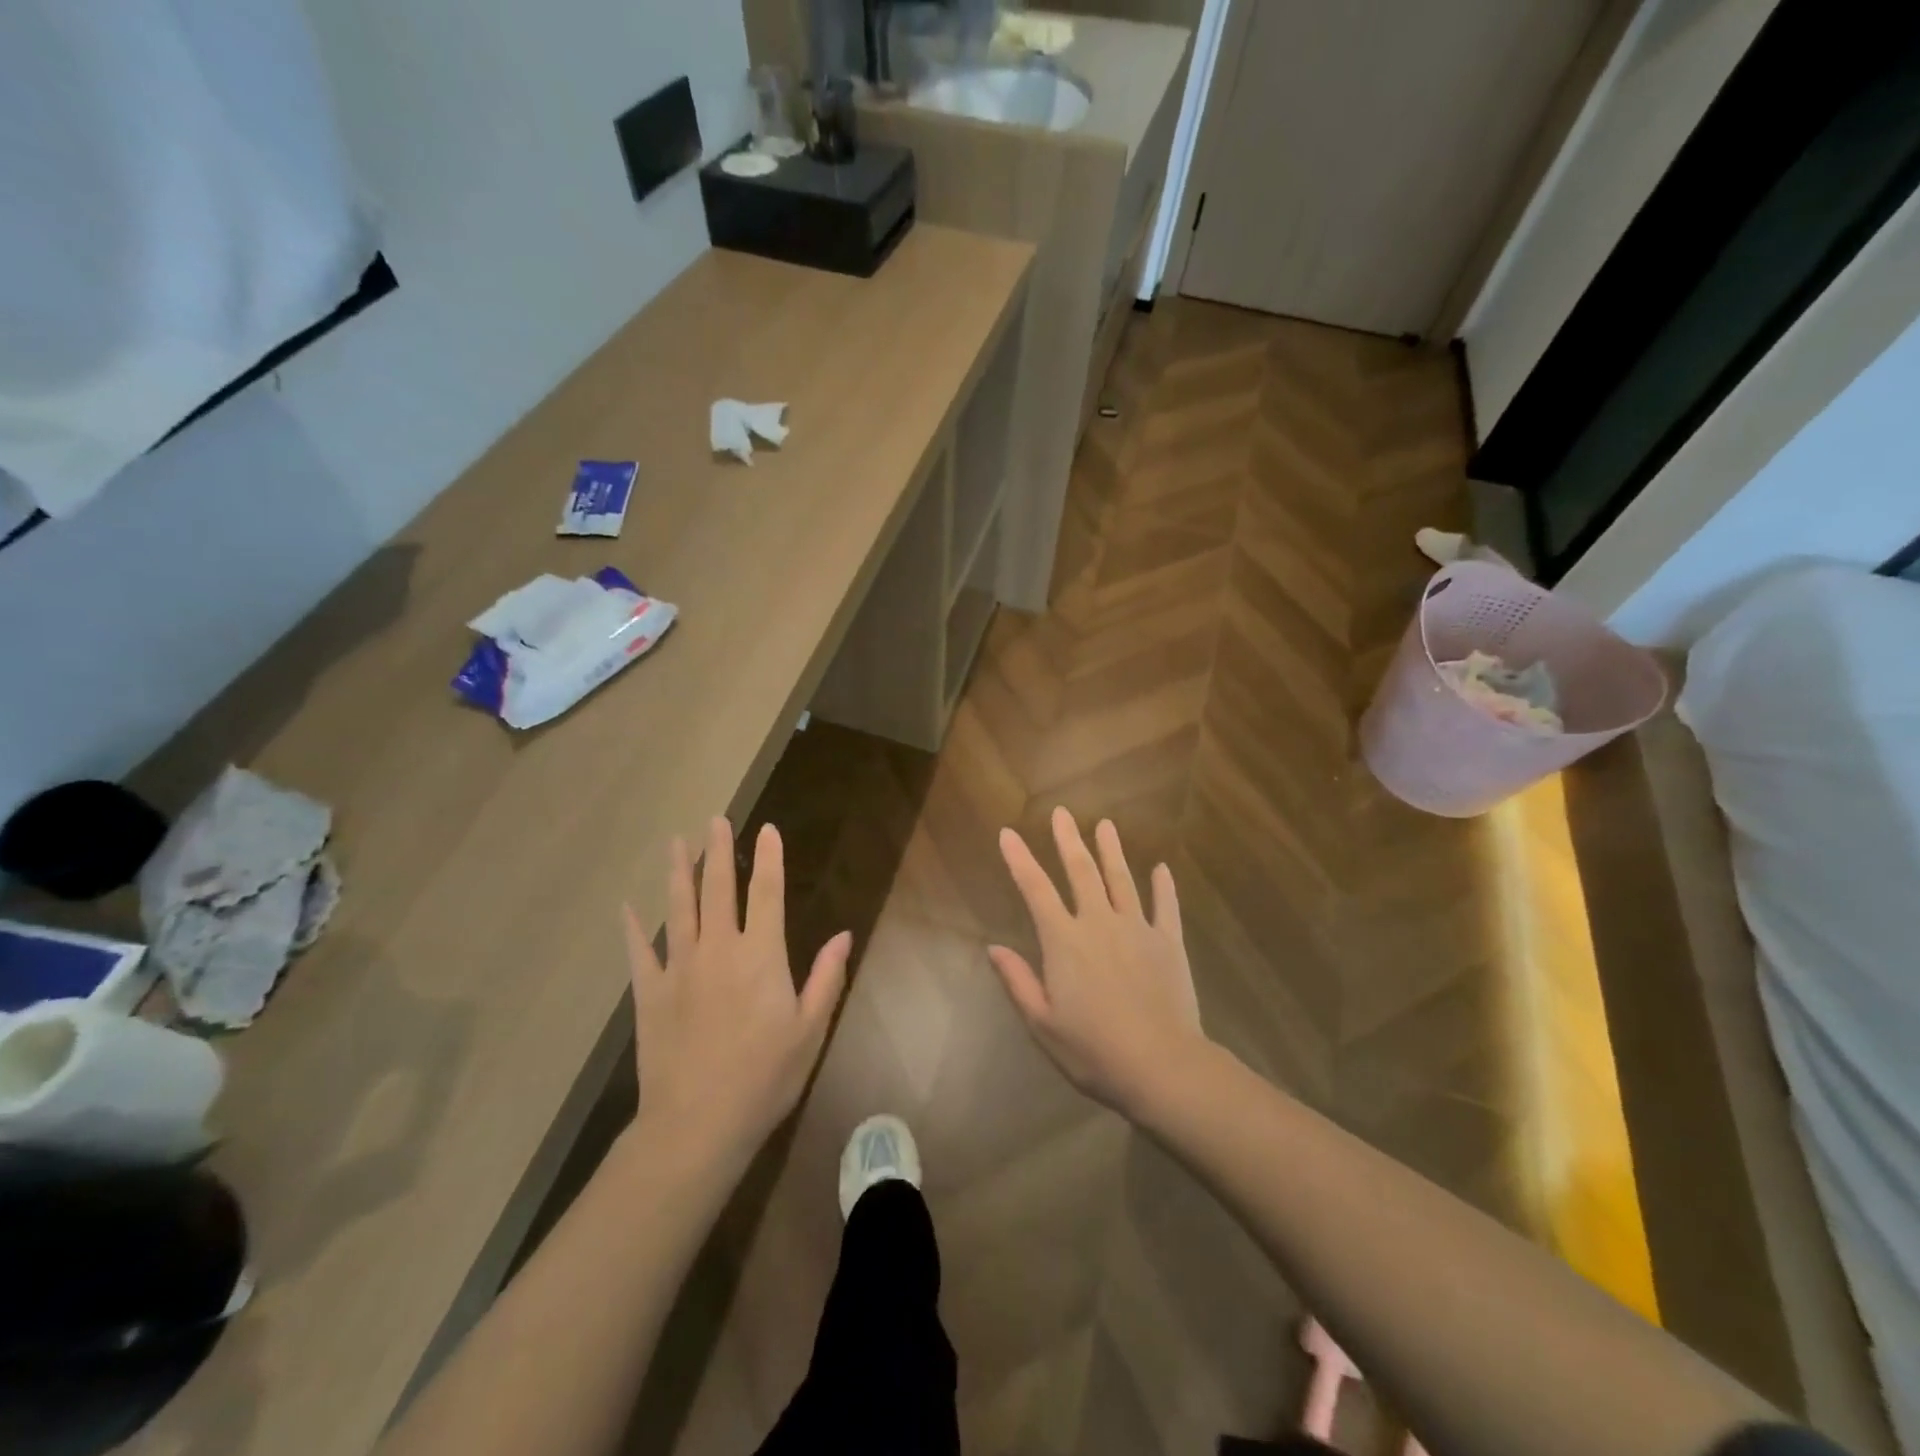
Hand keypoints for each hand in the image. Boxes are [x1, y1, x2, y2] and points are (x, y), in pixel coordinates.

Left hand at [624, 818, 850, 1163]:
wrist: (697, 1125)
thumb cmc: (764, 1077)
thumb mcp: (810, 1030)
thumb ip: (827, 977)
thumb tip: (843, 934)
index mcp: (761, 955)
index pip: (767, 893)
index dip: (769, 858)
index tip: (767, 829)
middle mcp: (718, 949)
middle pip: (718, 889)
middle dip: (718, 851)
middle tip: (715, 820)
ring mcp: (679, 969)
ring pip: (678, 909)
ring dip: (678, 873)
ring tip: (676, 843)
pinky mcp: (650, 994)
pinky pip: (640, 952)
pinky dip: (633, 928)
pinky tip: (627, 908)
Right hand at [990, 808, 1210, 1120]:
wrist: (1162, 1066)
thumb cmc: (1094, 1050)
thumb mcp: (1043, 1023)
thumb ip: (1018, 981)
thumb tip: (994, 947)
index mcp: (1065, 941)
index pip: (1036, 890)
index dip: (1020, 860)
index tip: (1008, 833)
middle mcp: (1099, 923)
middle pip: (1082, 872)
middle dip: (1068, 840)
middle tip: (1062, 812)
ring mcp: (1138, 929)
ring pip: (1122, 879)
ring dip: (1112, 850)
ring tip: (1105, 824)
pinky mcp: (1169, 943)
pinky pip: (1166, 907)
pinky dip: (1164, 886)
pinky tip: (1162, 868)